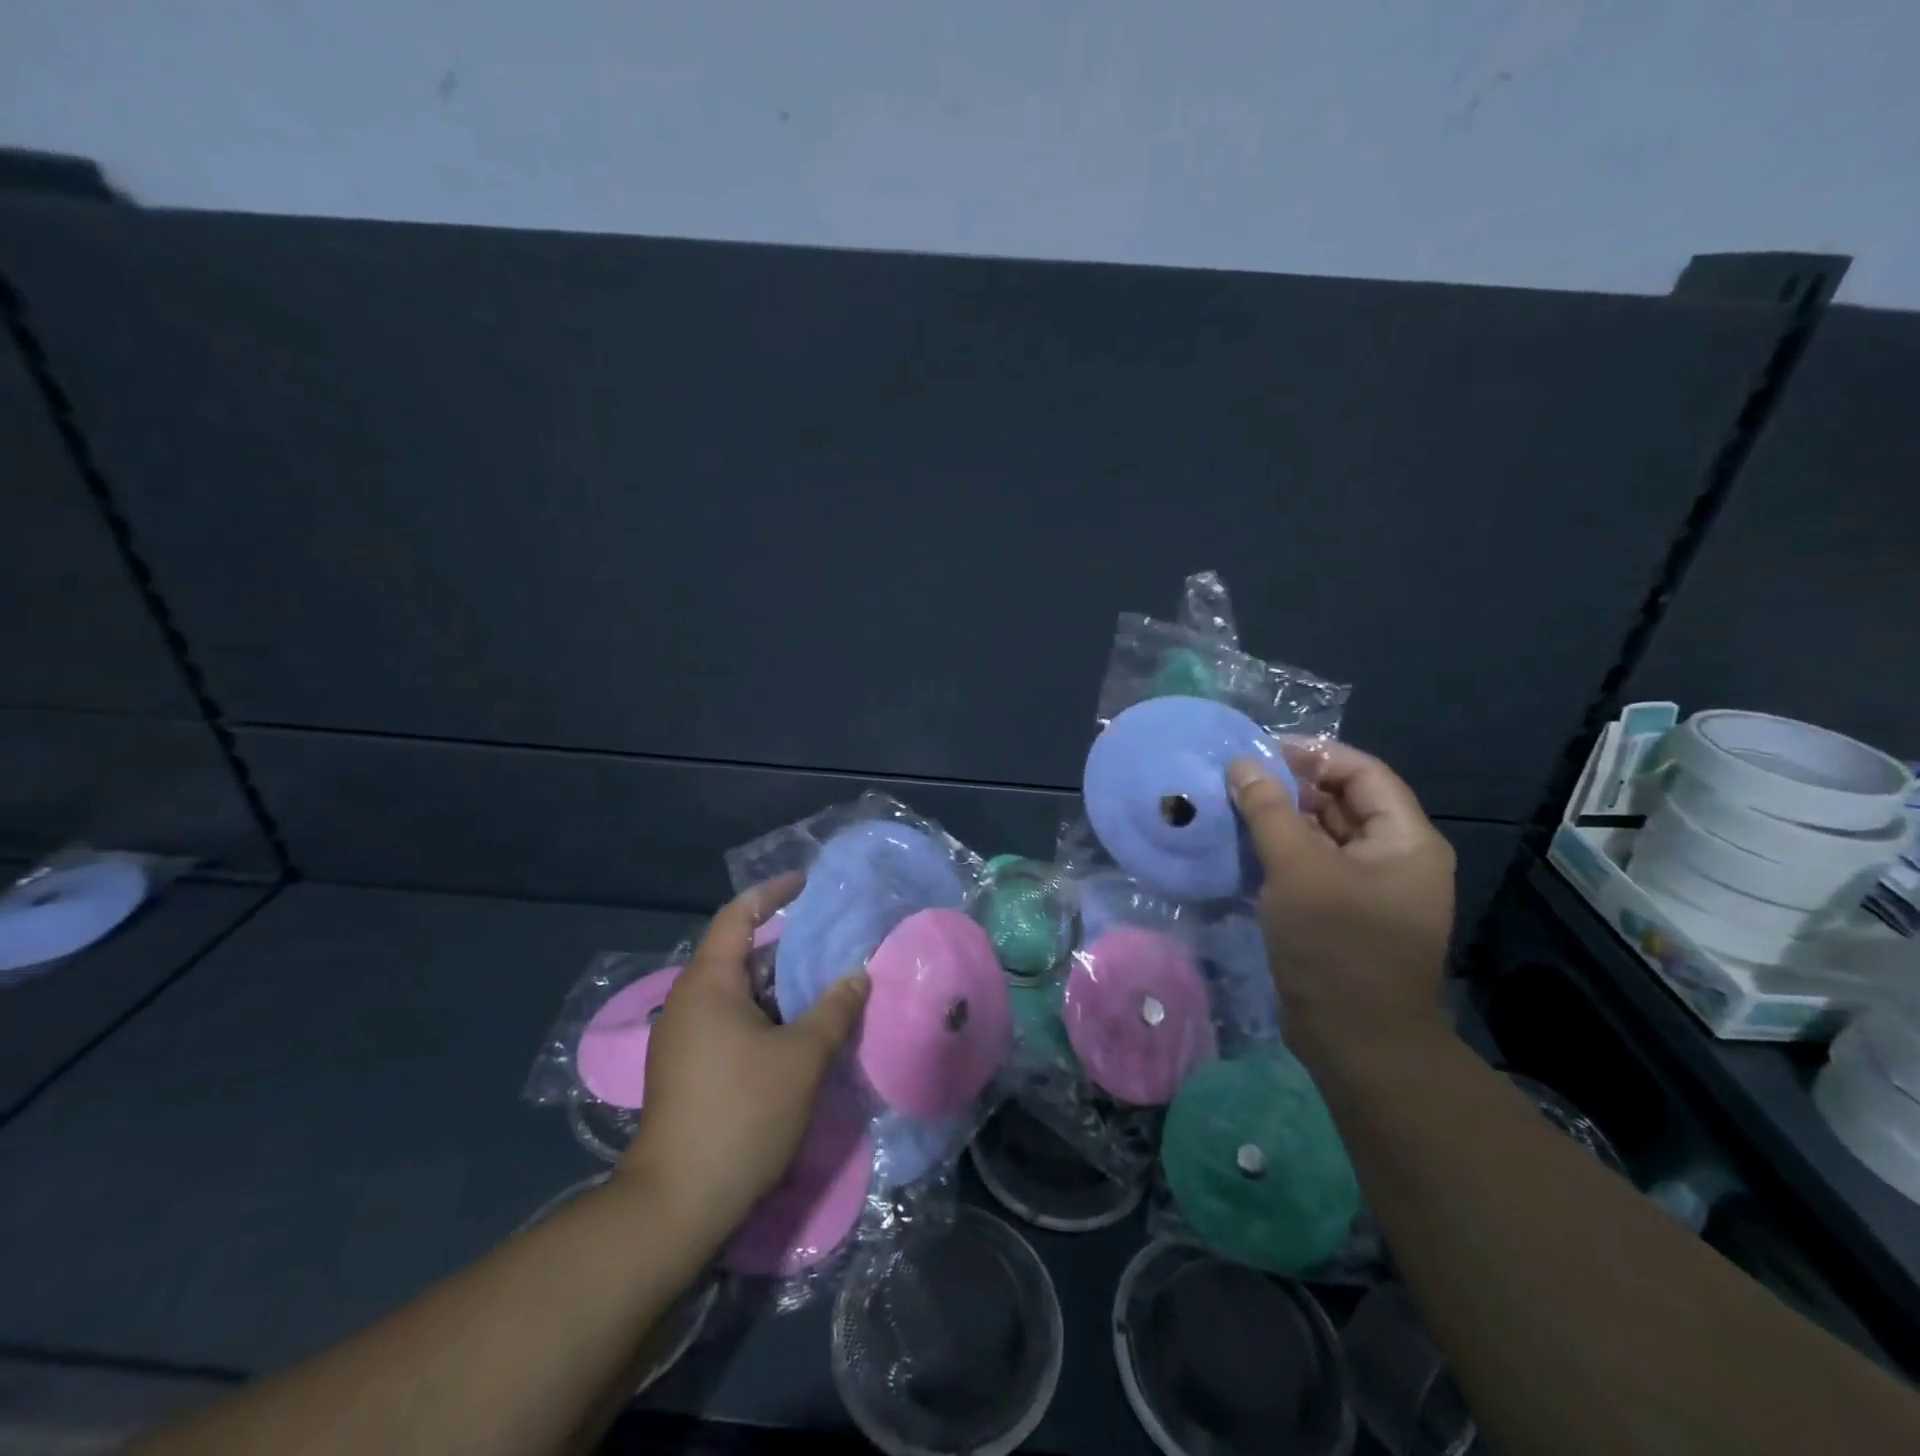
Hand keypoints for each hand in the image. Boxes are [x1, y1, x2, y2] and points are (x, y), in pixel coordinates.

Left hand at [616, 877, 869, 1236]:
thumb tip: (858, 974)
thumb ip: (835, 1009)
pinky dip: (766, 1013)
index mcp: (708, 984)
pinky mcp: (687, 1069)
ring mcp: (683, 1038)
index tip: (807, 882)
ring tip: (824, 980)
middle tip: (830, 937)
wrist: (678, 1204)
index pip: (738, 916)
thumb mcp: (803, 1057)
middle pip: (738, 953)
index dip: (772, 893)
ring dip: (778, 984)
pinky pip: (731, 1021)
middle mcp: (688, 1001)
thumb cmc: (742, 1113)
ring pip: (737, 992)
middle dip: (785, 943)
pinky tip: (799, 1028)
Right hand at [1228, 742, 1455, 1051]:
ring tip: (1230, 809)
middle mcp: (1393, 858)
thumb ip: (1268, 811)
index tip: (1259, 751)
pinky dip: (1280, 855)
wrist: (1357, 1042)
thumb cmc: (1337, 946)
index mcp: (1404, 840)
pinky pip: (1312, 868)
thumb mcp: (1298, 869)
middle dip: (1291, 788)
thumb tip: (1241, 765)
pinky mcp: (1343, 914)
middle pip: (1342, 803)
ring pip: (1323, 837)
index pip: (1362, 772)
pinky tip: (1241, 849)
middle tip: (1236, 780)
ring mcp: (1369, 889)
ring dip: (1280, 821)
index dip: (1313, 755)